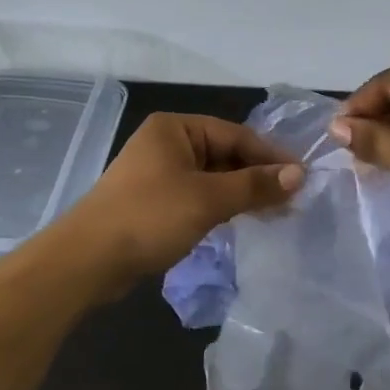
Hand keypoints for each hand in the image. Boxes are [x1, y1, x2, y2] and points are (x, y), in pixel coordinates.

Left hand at [68, 113, 303, 278]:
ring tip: (276, 211)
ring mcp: (159, 173)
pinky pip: (198, 195)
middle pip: (225, 154)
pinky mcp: (155, 202)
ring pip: (213, 177)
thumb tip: (299, 174)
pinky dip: (221, 205)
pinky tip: (242, 220)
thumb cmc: (150, 217)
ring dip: (242, 193)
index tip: (302, 176)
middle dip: (257, 175)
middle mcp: (167, 143)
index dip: (270, 156)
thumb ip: (255, 185)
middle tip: (293, 198)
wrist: (87, 262)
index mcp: (175, 128)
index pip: (236, 135)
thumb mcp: (208, 199)